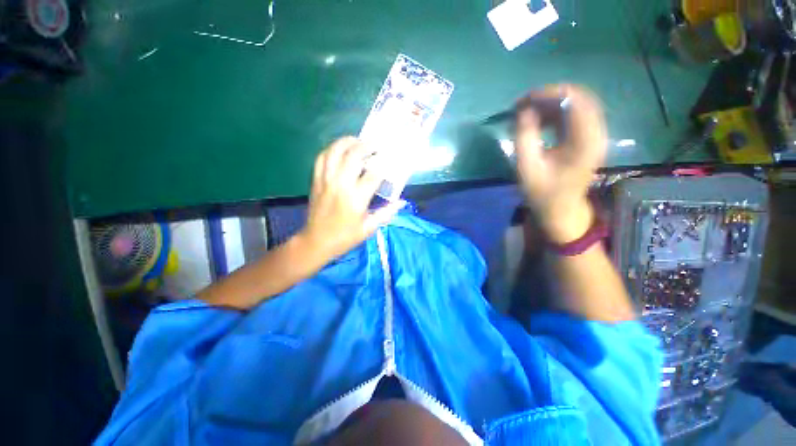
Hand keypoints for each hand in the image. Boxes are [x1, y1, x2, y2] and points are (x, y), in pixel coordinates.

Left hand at [297, 137, 404, 261]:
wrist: (317, 241)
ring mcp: (326, 180)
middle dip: (367, 146)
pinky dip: (331, 149)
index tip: (390, 161)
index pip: (374, 174)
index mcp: (356, 199)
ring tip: (358, 141)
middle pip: (353, 155)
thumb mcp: (369, 228)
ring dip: (347, 142)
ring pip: (335, 151)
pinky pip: (321, 158)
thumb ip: (386, 213)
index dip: (384, 165)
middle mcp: (341, 185)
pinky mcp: (316, 180)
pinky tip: (339, 150)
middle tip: (375, 145)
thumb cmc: (345, 237)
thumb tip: (402, 202)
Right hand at [514, 85, 606, 242]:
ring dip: (553, 104)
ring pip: (579, 104)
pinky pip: (577, 115)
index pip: (573, 101)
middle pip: (579, 98)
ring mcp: (596, 135)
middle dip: (549, 96)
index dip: (547, 94)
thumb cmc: (541, 192)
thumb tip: (523, 110)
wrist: (561, 210)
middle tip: (524, 106)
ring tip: (529, 113)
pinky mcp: (591, 138)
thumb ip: (524, 136)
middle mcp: (597, 133)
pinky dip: (558, 113)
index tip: (523, 100)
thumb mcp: (527, 166)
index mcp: (584, 141)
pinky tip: (542, 121)